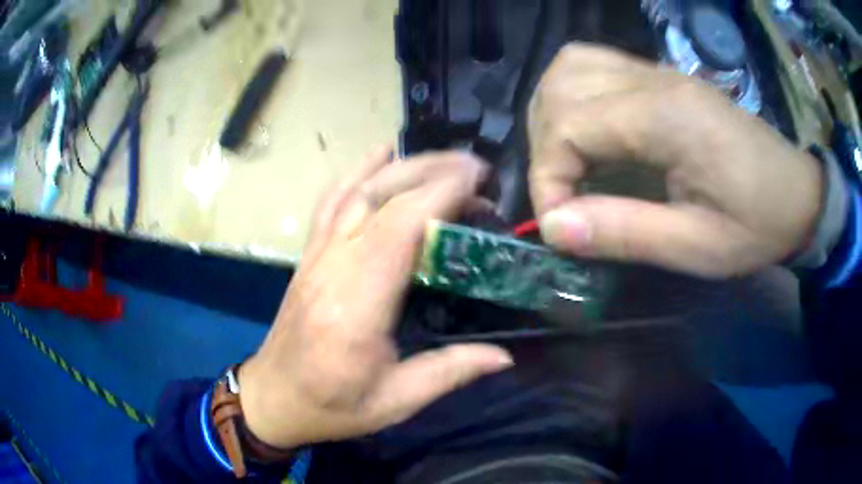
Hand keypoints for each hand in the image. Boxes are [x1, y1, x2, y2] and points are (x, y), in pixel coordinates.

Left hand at [237, 147, 512, 447]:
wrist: (273, 399)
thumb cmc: (331, 406)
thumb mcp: (394, 401)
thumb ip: (450, 372)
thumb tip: (505, 355)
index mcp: (356, 308)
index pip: (400, 229)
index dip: (440, 194)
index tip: (479, 179)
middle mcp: (332, 269)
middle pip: (380, 199)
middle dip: (431, 171)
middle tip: (475, 166)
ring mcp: (315, 257)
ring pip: (355, 191)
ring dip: (400, 165)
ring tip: (441, 157)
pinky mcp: (308, 255)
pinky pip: (330, 201)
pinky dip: (356, 171)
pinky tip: (379, 153)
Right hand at [528, 43, 823, 277]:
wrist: (796, 194)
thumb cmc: (757, 224)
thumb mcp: (697, 247)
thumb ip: (625, 232)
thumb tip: (554, 226)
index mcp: (666, 117)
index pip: (569, 125)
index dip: (547, 177)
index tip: (558, 225)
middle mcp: (653, 79)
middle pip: (560, 86)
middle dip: (544, 146)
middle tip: (562, 196)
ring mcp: (657, 71)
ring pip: (569, 66)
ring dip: (552, 113)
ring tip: (565, 162)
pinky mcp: (661, 77)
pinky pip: (594, 65)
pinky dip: (573, 96)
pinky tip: (588, 132)